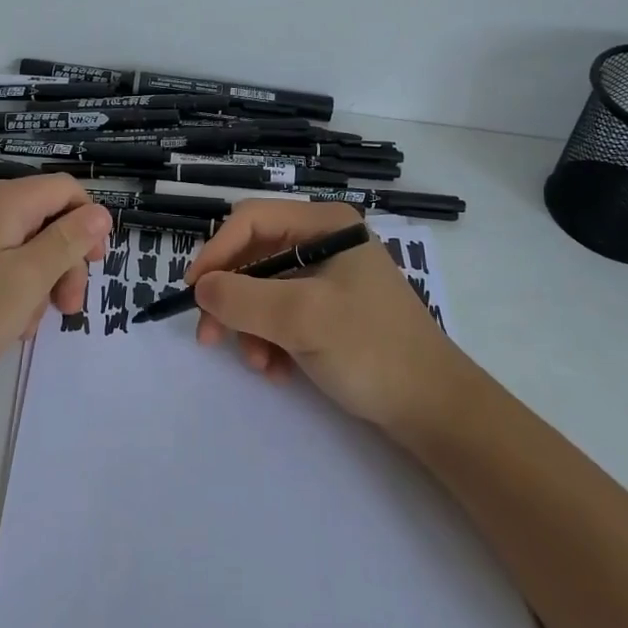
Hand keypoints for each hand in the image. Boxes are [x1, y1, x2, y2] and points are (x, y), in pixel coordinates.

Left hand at [0, 175, 110, 407]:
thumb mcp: (29, 279)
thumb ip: (69, 241)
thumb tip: (100, 211)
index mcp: (2, 200)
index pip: (65, 189)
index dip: (89, 222)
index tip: (95, 266)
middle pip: (45, 217)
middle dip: (64, 260)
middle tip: (67, 309)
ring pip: (22, 243)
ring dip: (38, 280)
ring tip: (28, 324)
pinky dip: (10, 285)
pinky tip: (6, 322)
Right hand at [187, 200, 468, 432]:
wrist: (434, 408)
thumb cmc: (370, 348)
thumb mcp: (301, 318)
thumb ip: (243, 298)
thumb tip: (200, 289)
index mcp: (325, 224)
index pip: (251, 220)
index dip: (216, 252)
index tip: (193, 293)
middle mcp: (325, 241)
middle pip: (255, 256)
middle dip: (232, 298)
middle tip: (210, 338)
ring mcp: (330, 277)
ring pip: (264, 290)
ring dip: (252, 327)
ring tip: (260, 364)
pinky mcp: (332, 310)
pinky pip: (283, 314)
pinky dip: (272, 340)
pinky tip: (279, 371)